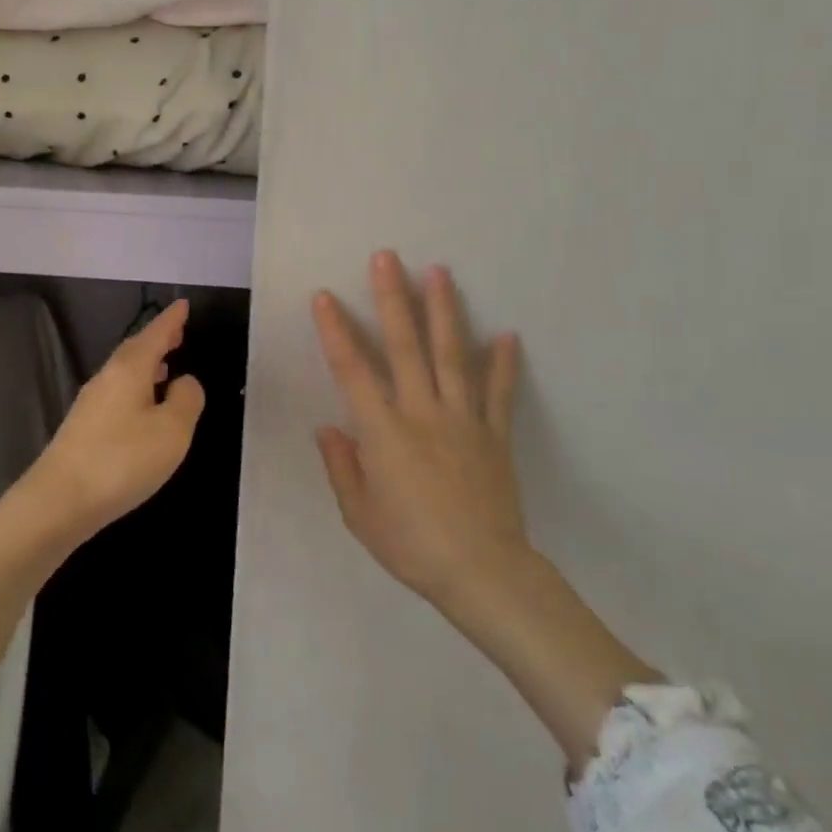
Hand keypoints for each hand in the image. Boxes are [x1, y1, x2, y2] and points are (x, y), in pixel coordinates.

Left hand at [29, 299, 206, 541]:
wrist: (59, 499)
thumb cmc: (122, 460)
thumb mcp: (172, 431)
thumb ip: (186, 401)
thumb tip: (186, 381)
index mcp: (129, 369)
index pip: (155, 334)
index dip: (171, 320)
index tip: (183, 304)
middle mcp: (107, 377)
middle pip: (135, 349)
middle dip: (157, 339)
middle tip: (178, 333)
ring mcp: (91, 402)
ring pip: (124, 371)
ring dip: (147, 365)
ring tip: (167, 367)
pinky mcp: (83, 427)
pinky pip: (117, 392)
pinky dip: (136, 387)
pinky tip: (143, 406)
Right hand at [313, 251, 533, 640]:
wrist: (483, 573)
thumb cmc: (411, 544)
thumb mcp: (359, 513)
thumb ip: (342, 466)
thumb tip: (329, 428)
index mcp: (383, 431)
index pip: (352, 370)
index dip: (335, 330)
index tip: (324, 296)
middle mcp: (421, 412)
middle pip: (405, 346)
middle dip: (393, 298)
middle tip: (387, 258)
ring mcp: (462, 419)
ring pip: (452, 355)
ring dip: (444, 310)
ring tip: (440, 271)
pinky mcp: (493, 434)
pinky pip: (498, 392)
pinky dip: (503, 363)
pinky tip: (507, 334)